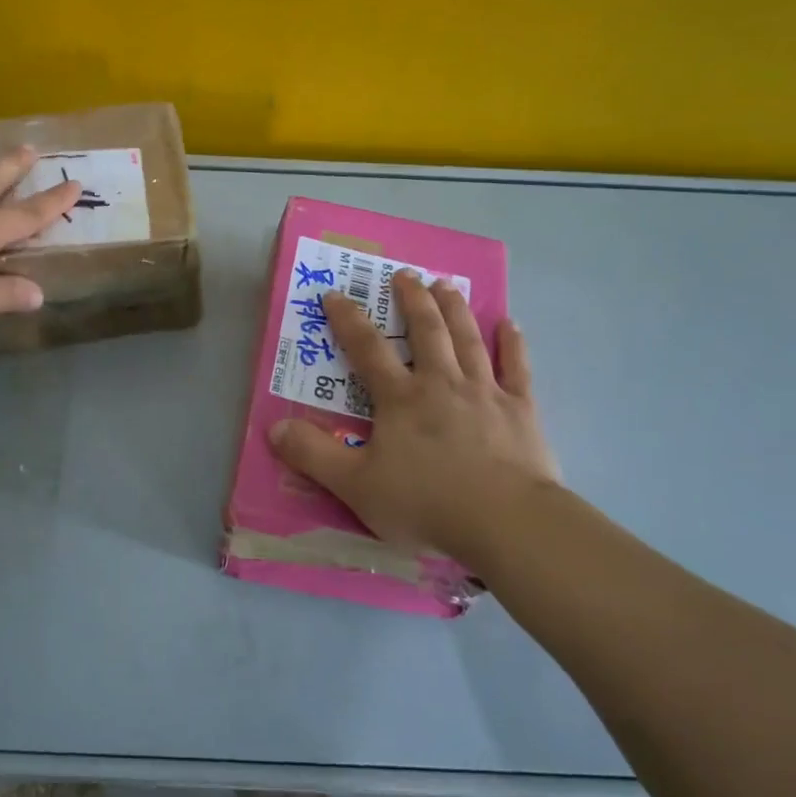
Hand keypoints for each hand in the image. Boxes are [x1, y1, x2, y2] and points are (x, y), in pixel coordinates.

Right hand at [269, 270, 562, 568]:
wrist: (505, 521)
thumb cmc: (426, 502)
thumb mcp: (356, 485)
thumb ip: (314, 455)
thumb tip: (274, 428)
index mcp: (401, 398)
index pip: (367, 349)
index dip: (348, 320)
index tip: (335, 294)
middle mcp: (442, 383)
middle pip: (426, 331)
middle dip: (412, 300)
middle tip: (405, 274)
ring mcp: (485, 392)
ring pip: (467, 340)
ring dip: (455, 309)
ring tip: (446, 285)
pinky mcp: (521, 410)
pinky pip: (516, 368)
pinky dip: (512, 344)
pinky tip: (510, 324)